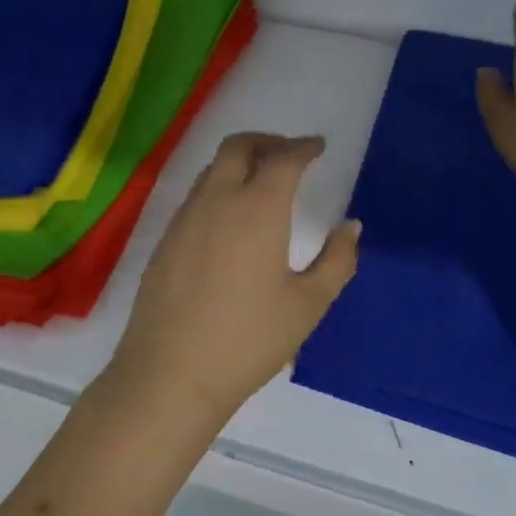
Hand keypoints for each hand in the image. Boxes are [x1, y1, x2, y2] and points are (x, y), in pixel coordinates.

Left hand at [108, 133, 359, 422]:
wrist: (171, 373)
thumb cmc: (249, 339)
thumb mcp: (308, 304)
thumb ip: (337, 261)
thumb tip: (351, 227)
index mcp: (258, 208)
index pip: (284, 159)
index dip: (304, 147)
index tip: (318, 147)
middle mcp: (218, 200)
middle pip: (238, 146)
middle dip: (268, 141)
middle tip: (289, 155)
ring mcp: (185, 218)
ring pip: (213, 169)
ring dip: (240, 163)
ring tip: (261, 184)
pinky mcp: (165, 239)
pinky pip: (196, 196)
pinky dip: (219, 188)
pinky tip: (230, 220)